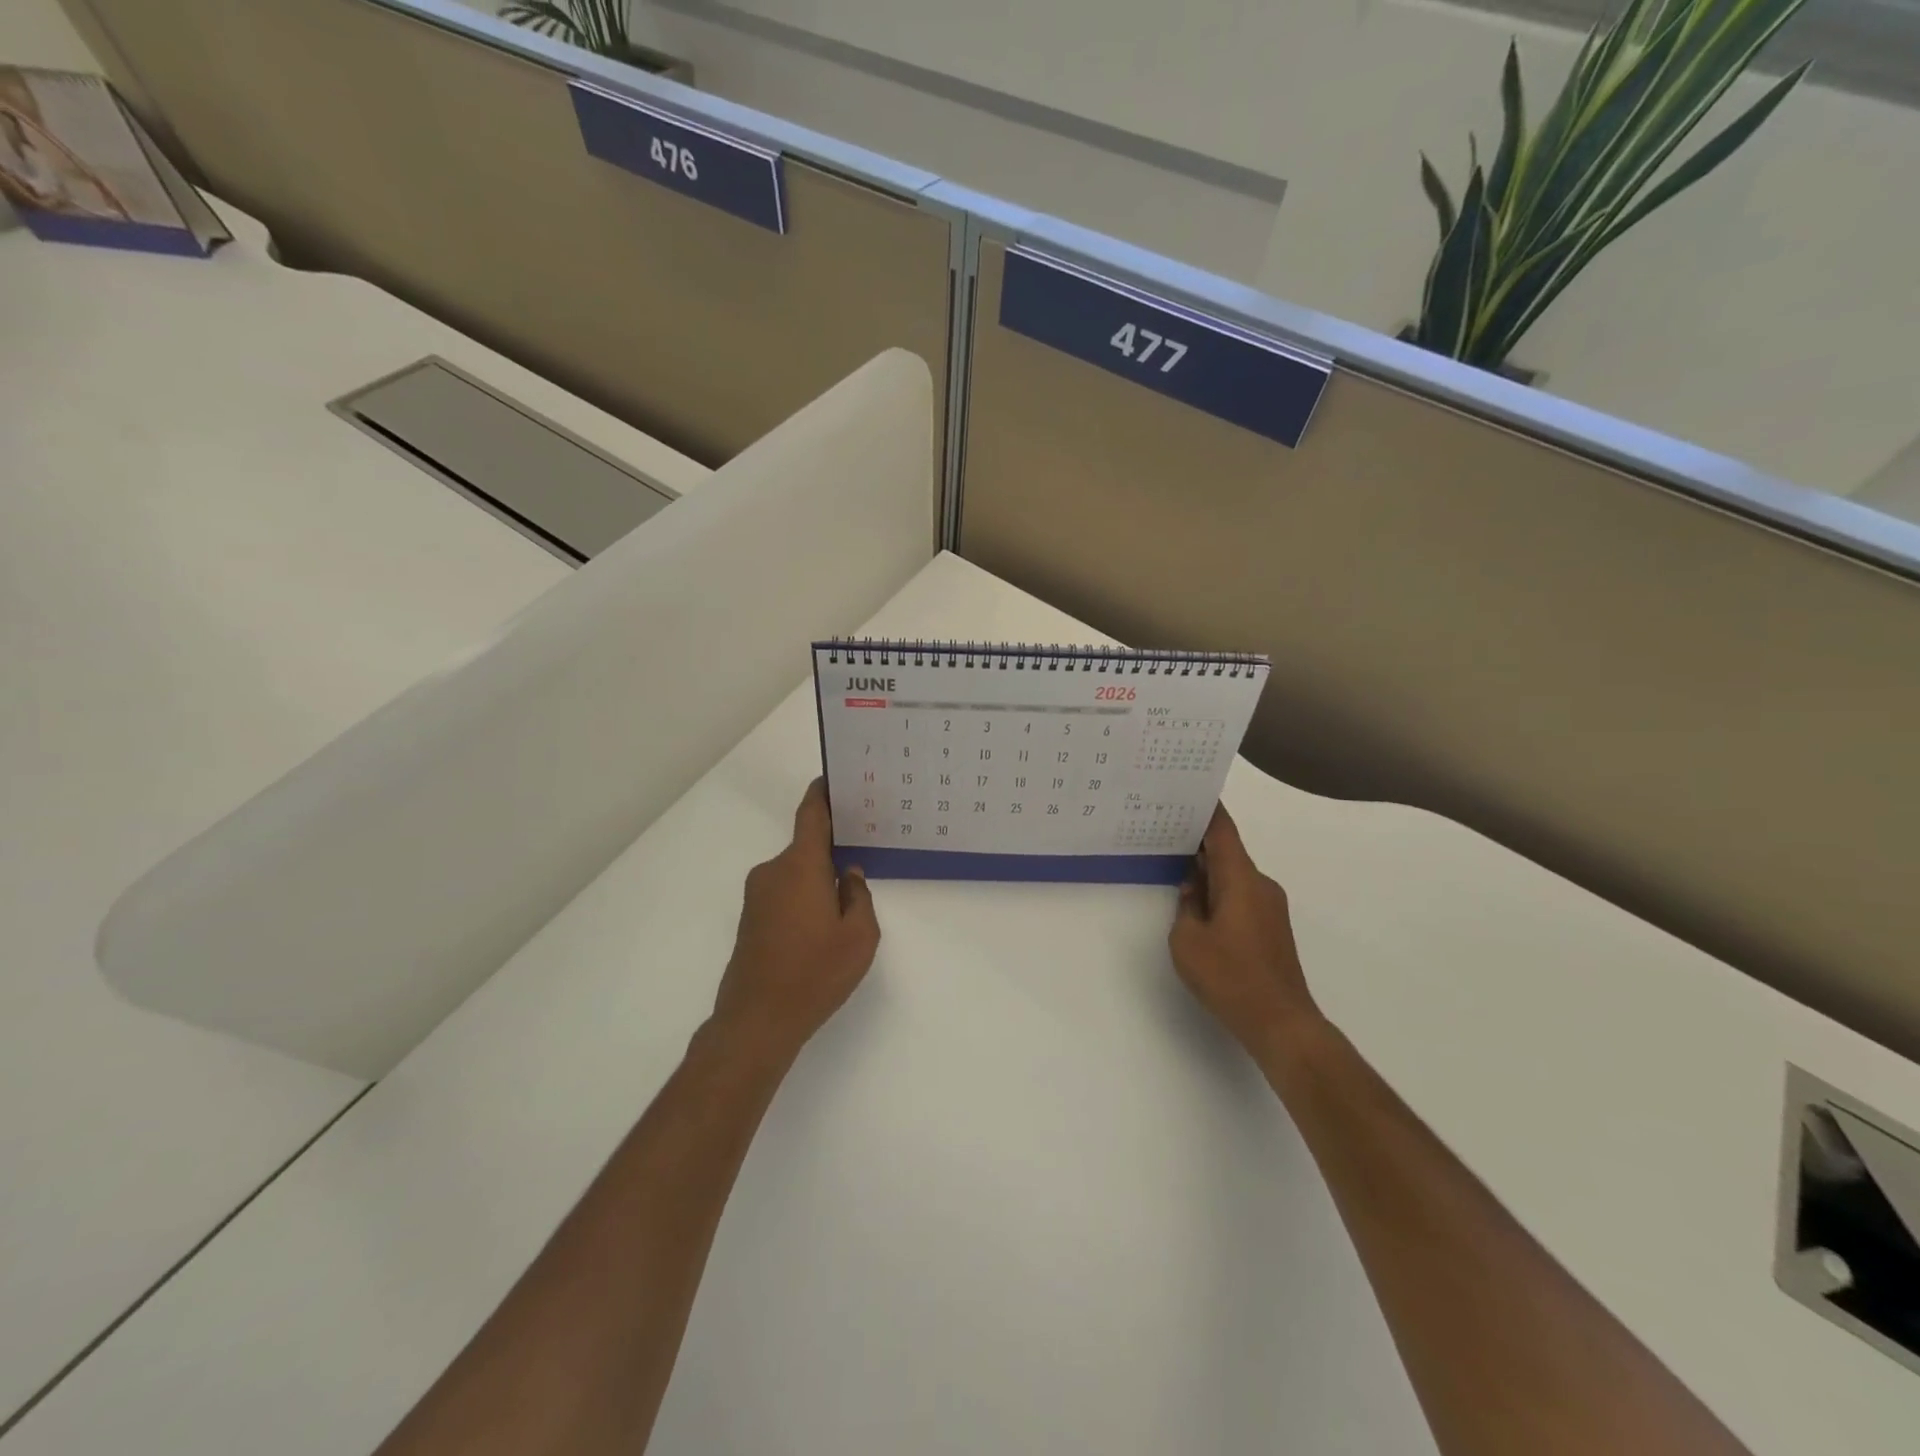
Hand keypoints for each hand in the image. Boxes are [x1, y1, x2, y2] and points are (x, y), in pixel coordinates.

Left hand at [710, 780, 880, 1058]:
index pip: (812, 815)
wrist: (756, 1021)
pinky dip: (803, 899)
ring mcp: (757, 896)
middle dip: (832, 852)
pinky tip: (819, 929)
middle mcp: (774, 872)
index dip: (822, 794)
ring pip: (796, 874)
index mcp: (800, 866)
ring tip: (844, 908)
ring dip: (817, 881)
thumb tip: (849, 876)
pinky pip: (783, 893)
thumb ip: (859, 897)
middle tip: (861, 860)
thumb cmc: (815, 973)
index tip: (833, 778)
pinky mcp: (751, 919)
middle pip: (807, 848)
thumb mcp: (859, 937)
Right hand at [1169, 805, 1323, 1056]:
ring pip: (1234, 876)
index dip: (1207, 810)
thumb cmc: (1230, 977)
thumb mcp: (1187, 940)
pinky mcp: (1271, 928)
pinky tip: (1199, 905)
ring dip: (1209, 871)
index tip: (1190, 791)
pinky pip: (1241, 896)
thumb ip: (1186, 906)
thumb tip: (1193, 890)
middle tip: (1166, 830)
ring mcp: (1270, 907)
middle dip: (1199, 842)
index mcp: (1241, 879)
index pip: (1223, 832)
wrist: (1281, 1022)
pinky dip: (1220, 892)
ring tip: (1176, 868)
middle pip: (1228, 852)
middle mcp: (1261, 885)